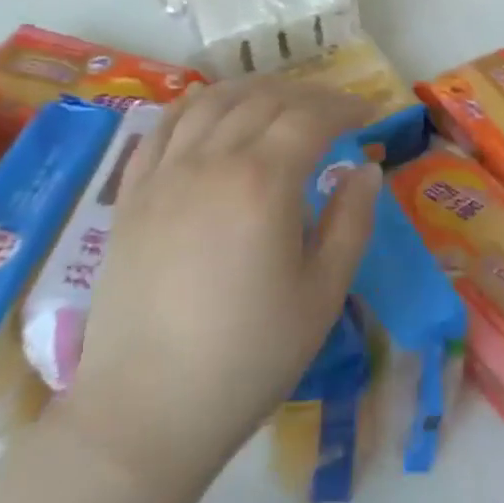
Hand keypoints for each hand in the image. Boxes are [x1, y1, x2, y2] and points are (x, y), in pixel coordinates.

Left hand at [58, 76, 378, 493]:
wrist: (145, 412)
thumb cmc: (246, 358)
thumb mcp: (322, 295)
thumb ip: (351, 222)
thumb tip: (365, 169)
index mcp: (262, 181)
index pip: (312, 117)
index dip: (346, 105)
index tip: (370, 111)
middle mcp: (212, 159)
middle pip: (266, 99)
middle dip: (309, 95)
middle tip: (335, 109)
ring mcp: (165, 172)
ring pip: (214, 100)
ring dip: (255, 90)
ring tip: (280, 101)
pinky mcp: (133, 193)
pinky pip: (164, 125)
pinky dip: (197, 104)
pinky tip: (213, 111)